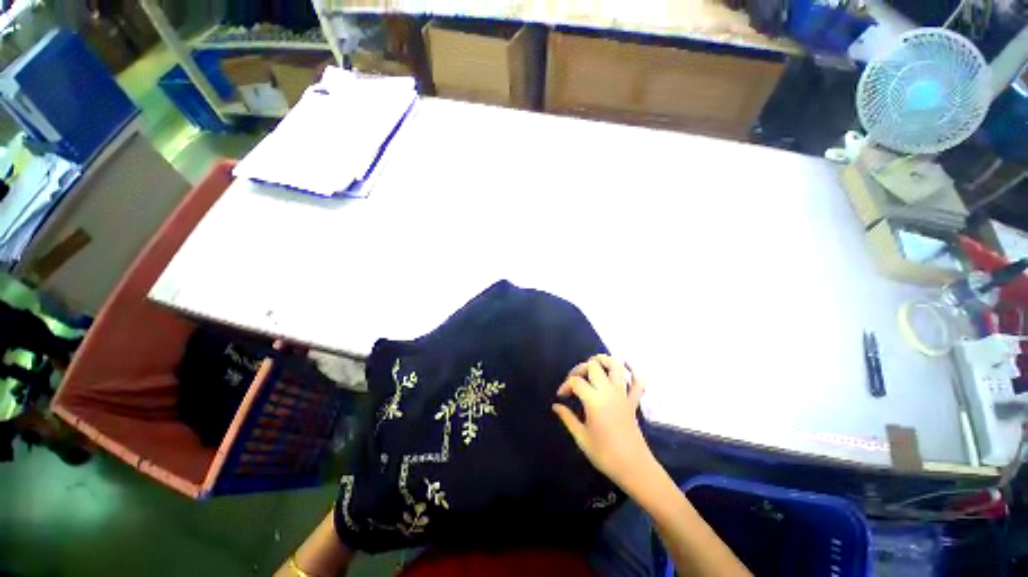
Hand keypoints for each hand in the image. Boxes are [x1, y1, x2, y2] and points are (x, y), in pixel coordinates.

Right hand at [552, 355, 650, 488]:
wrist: (633, 467)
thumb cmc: (604, 454)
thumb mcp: (581, 437)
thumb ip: (567, 417)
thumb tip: (555, 406)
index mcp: (594, 400)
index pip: (576, 381)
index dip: (565, 385)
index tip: (561, 397)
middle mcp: (608, 391)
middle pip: (593, 366)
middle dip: (580, 368)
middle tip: (574, 381)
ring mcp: (623, 395)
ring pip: (616, 367)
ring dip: (604, 360)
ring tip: (593, 363)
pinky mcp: (633, 402)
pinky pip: (637, 382)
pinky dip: (633, 372)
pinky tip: (626, 367)